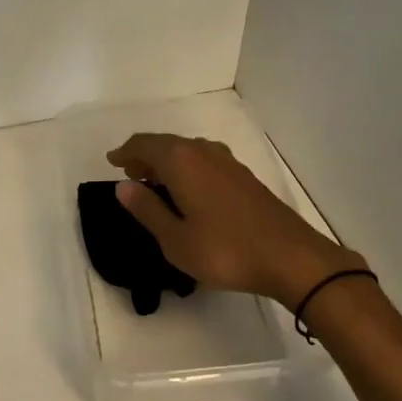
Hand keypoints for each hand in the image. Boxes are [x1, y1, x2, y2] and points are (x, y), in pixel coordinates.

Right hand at [105, 134, 363, 308]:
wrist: (290, 256)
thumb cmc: (225, 250)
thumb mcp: (175, 239)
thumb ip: (147, 209)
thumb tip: (123, 186)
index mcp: (181, 161)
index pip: (144, 144)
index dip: (125, 152)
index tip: (111, 162)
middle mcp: (203, 151)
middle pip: (166, 144)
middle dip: (145, 156)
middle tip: (130, 175)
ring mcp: (227, 162)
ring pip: (188, 151)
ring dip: (167, 162)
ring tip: (155, 183)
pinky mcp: (244, 177)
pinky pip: (204, 161)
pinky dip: (187, 169)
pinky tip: (188, 191)